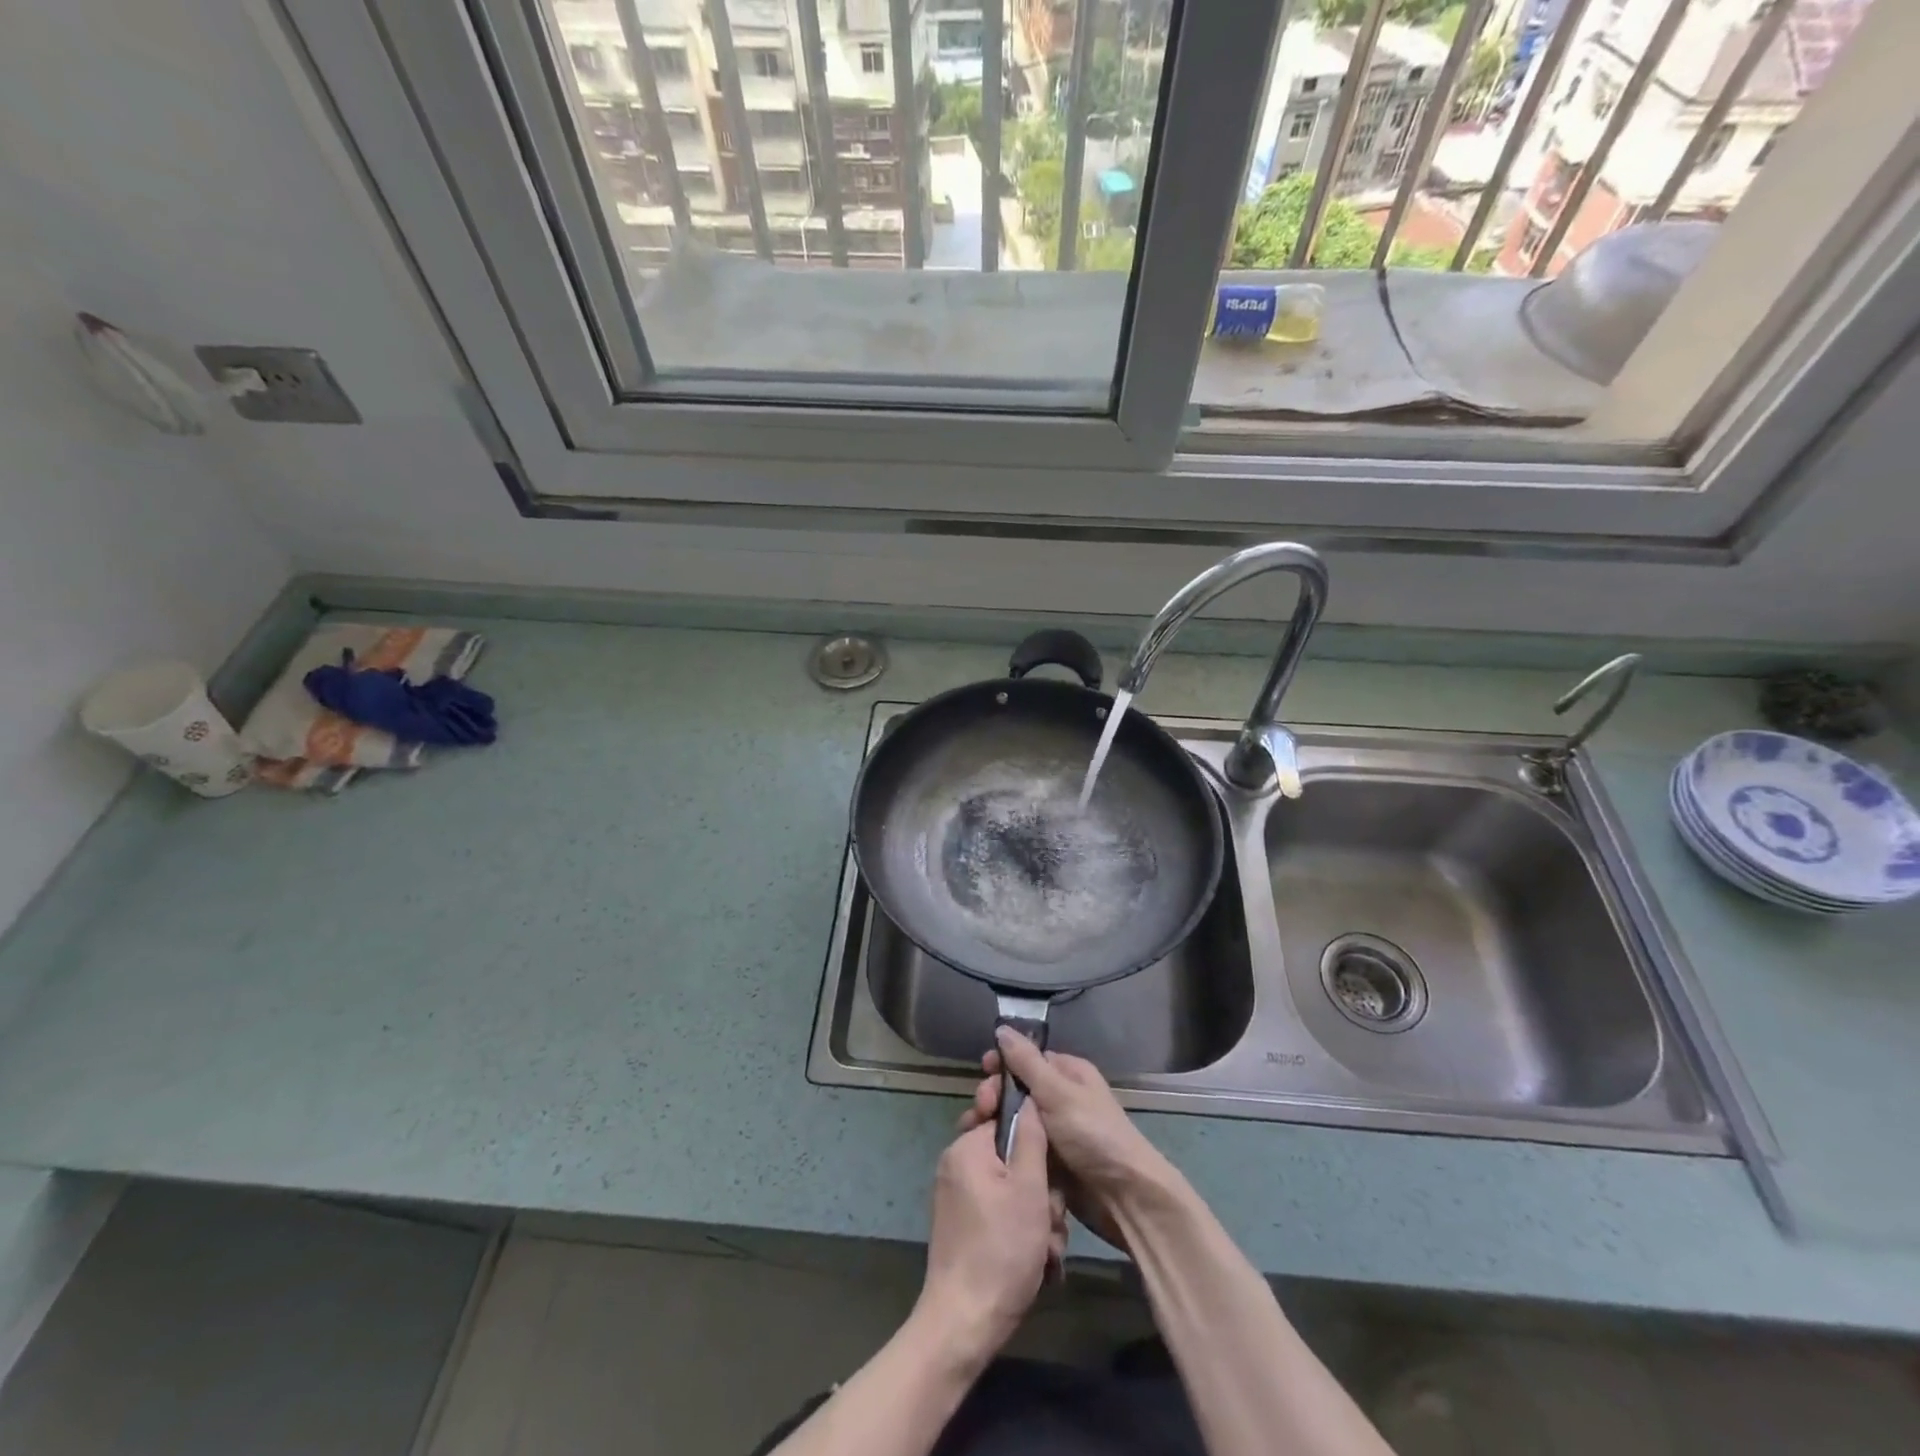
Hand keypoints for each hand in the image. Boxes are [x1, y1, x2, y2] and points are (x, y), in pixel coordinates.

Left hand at [916, 1116, 1063, 1366]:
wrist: (965, 1323)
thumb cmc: (1001, 1249)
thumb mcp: (1028, 1188)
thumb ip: (1031, 1136)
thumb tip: (1028, 1096)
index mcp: (967, 1148)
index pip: (1006, 1118)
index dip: (1035, 1139)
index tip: (1050, 1164)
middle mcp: (958, 1165)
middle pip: (1013, 1158)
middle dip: (1041, 1189)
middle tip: (1051, 1218)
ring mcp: (959, 1197)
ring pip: (1013, 1189)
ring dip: (1037, 1216)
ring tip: (1047, 1248)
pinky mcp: (964, 1226)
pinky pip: (1001, 1212)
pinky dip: (1022, 1230)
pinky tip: (1039, 1260)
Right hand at [959, 1029, 1173, 1253]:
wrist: (1123, 1196)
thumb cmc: (1093, 1134)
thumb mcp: (1057, 1093)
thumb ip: (1026, 1062)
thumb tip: (1002, 1028)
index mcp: (1067, 1074)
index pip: (1026, 1059)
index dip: (1002, 1064)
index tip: (983, 1071)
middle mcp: (1059, 1098)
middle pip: (1015, 1090)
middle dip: (994, 1096)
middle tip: (981, 1110)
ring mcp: (1053, 1132)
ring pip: (1013, 1121)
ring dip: (993, 1124)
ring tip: (975, 1133)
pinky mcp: (1048, 1161)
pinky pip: (1019, 1147)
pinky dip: (1003, 1148)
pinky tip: (984, 1154)